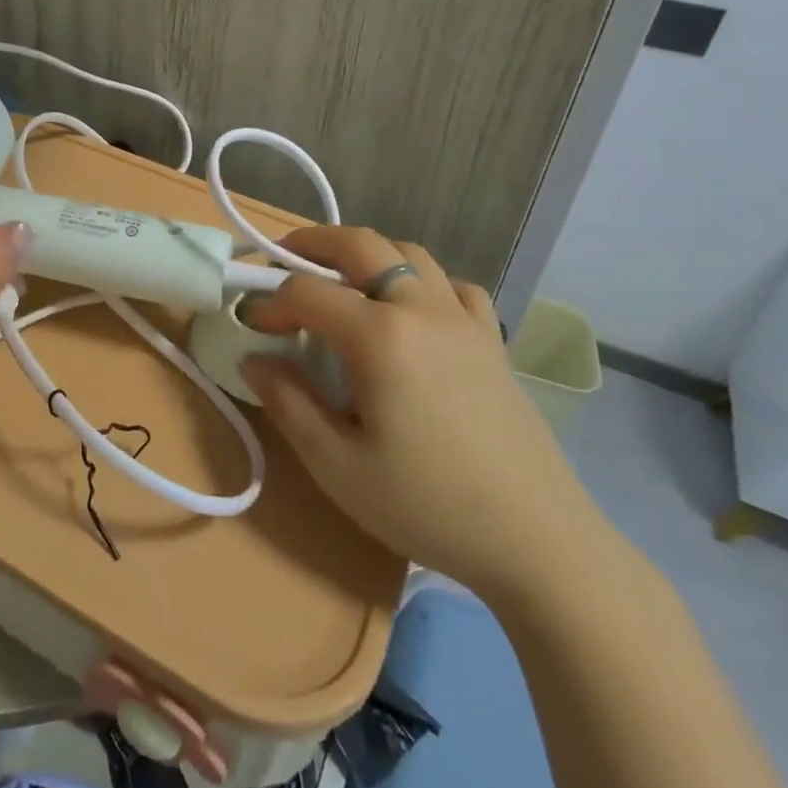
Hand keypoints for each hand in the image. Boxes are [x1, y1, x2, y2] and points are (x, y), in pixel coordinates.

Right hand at [242, 227, 609, 601]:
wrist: (539, 544)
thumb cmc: (427, 505)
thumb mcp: (336, 465)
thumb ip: (287, 402)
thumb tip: (254, 358)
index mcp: (380, 336)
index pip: (305, 292)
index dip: (268, 302)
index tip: (249, 326)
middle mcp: (422, 309)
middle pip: (359, 244)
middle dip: (310, 243)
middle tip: (279, 261)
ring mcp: (464, 320)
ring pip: (408, 252)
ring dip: (365, 253)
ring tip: (339, 280)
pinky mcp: (492, 341)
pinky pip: (454, 286)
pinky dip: (422, 281)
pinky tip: (412, 312)